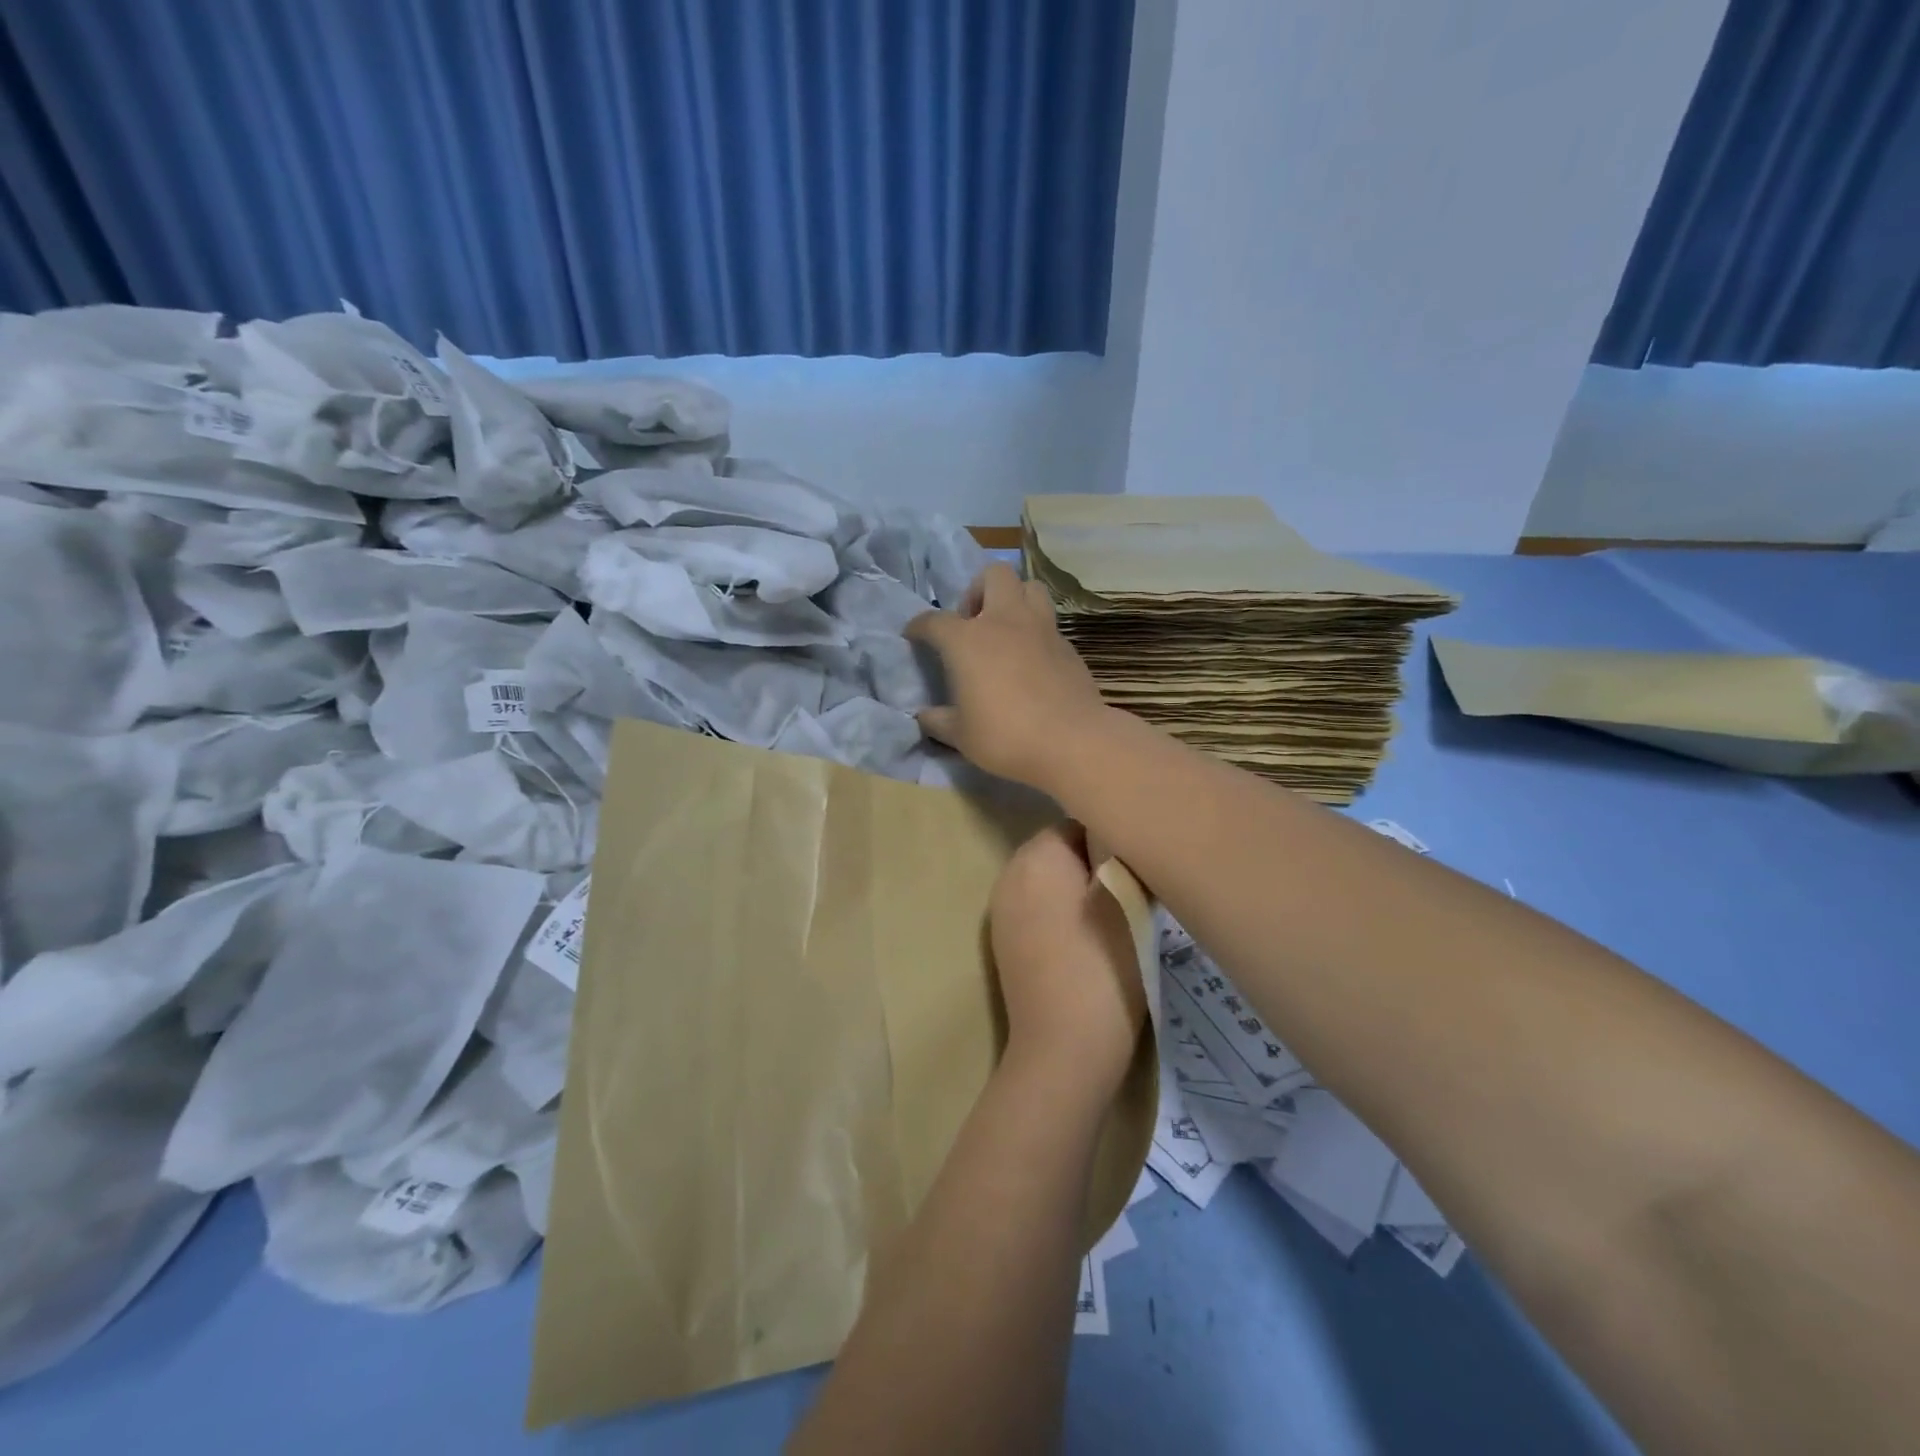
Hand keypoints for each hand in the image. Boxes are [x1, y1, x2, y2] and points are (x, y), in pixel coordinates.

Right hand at [905, 563, 1107, 790]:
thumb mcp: (960, 736)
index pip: (934, 620)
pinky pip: (1048, 623)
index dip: (919, 626)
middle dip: (978, 590)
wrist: (1072, 742)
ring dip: (1014, 599)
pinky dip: (1036, 632)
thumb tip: (924, 716)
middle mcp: (1005, 621)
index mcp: (968, 640)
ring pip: (1030, 587)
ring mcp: (1042, 629)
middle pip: (993, 575)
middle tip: (972, 623)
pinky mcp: (1068, 646)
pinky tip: (1032, 661)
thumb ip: (938, 721)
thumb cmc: (1006, 736)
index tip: (913, 635)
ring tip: (1005, 631)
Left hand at [989, 823, 1146, 1103]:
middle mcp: (1011, 871)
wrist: (1061, 1048)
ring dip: (1077, 886)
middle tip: (1133, 888)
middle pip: (1060, 848)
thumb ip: (1124, 857)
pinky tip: (1086, 938)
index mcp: (1038, 854)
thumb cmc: (1103, 968)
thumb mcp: (1130, 903)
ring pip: (1048, 877)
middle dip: (1094, 861)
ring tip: (1114, 915)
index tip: (1141, 861)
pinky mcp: (1003, 938)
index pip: (1080, 821)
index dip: (1115, 836)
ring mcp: (1001, 907)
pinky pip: (1035, 904)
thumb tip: (1121, 840)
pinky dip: (1059, 910)